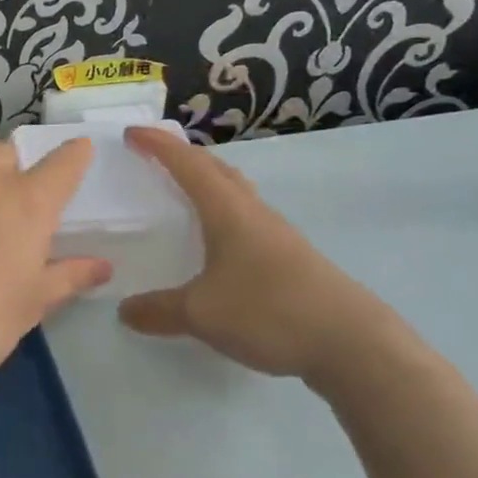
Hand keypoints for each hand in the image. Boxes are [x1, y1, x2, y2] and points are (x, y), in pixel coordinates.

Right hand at [116, 126, 407, 382]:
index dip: (158, 144)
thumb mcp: (201, 314)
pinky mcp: (293, 257)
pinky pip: (248, 218)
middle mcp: (253, 212)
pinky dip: (225, 213)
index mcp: (227, 211)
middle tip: (155, 156)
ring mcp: (278, 234)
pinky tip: (221, 242)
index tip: (132, 133)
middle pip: (215, 169)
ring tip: (186, 192)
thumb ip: (159, 310)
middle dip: (183, 156)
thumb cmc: (269, 311)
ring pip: (236, 192)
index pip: (186, 163)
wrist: (353, 343)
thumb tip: (125, 311)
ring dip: (208, 182)